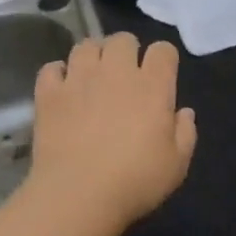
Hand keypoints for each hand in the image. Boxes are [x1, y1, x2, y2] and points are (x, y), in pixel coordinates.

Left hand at [27, 33, 197, 230]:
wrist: (78, 196)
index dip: (164, 58)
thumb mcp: (176, 164)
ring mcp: (79, 79)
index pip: (163, 50)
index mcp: (152, 86)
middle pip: (122, 39)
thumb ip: (185, 133)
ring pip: (86, 45)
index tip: (162, 75)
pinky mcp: (50, 94)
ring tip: (93, 75)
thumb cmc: (135, 181)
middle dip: (127, 50)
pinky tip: (63, 88)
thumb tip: (184, 112)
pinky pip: (51, 68)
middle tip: (125, 74)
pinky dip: (58, 73)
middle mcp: (116, 72)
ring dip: (93, 55)